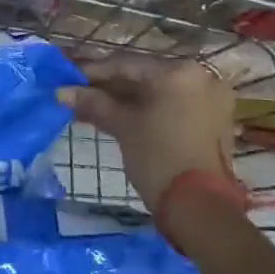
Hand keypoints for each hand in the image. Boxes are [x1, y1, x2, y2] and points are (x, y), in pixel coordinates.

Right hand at [63, 56, 236, 211]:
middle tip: (78, 94)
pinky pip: (171, 105)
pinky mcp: (213, 121)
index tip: (67, 79)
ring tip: (91, 108)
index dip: (93, 71)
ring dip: (125, 100)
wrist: (200, 209)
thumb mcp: (123, 126)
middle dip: (109, 87)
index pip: (126, 63)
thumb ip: (93, 103)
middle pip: (143, 76)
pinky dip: (146, 110)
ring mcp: (210, 99)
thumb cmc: (158, 158)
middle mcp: (200, 76)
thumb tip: (61, 92)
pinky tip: (118, 118)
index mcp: (179, 71)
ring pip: (157, 92)